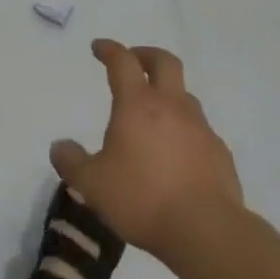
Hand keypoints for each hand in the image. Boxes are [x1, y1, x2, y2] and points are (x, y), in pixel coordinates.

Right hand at [50, 39, 242, 259]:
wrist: (206, 231)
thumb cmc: (142, 199)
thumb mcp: (92, 184)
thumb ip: (72, 162)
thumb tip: (59, 146)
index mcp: (137, 105)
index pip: (123, 61)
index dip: (109, 49)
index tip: (99, 47)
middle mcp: (171, 106)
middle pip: (164, 62)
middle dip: (146, 55)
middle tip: (133, 61)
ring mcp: (200, 128)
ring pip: (185, 95)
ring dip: (168, 93)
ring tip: (154, 113)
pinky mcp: (219, 152)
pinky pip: (200, 129)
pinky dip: (185, 129)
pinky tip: (177, 153)